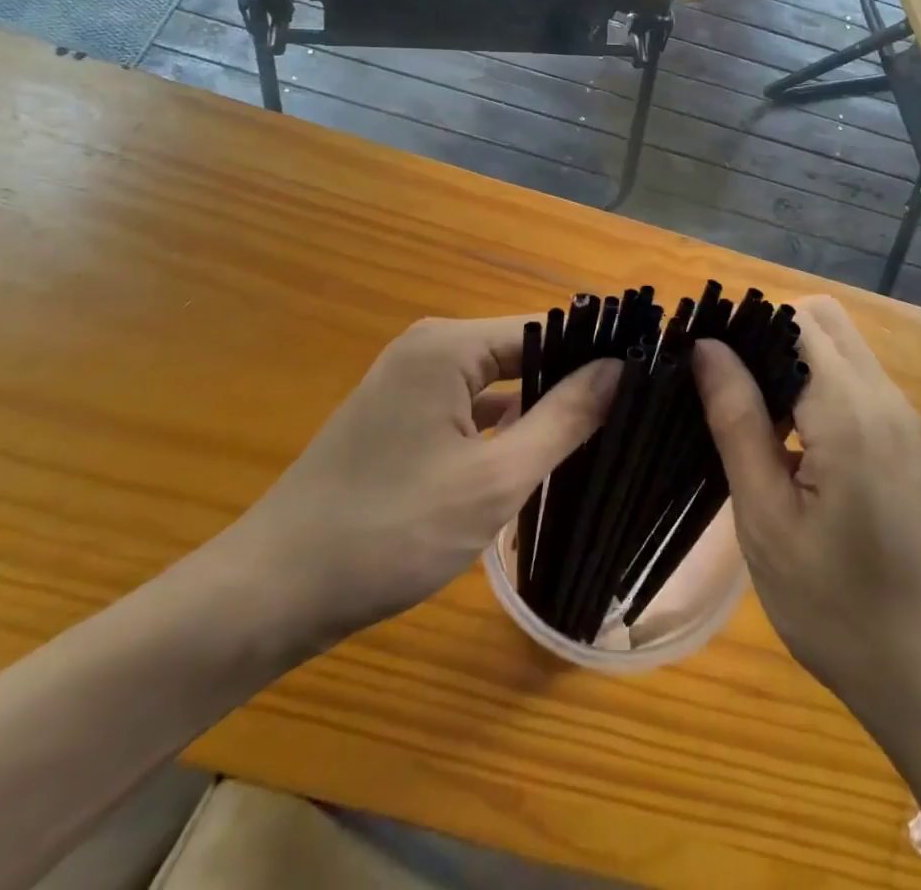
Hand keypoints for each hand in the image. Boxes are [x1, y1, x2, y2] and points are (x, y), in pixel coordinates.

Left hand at [217, 317, 618, 657]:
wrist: (274, 590)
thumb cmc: (390, 531)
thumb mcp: (493, 481)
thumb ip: (563, 419)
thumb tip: (619, 370)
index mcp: (449, 346)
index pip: (545, 329)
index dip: (595, 354)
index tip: (646, 382)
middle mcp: (429, 349)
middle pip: (521, 353)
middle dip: (571, 384)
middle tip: (632, 417)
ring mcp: (410, 383)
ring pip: (496, 385)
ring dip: (538, 410)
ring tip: (603, 435)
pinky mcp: (401, 416)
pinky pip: (469, 408)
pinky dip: (503, 429)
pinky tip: (541, 456)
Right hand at [692, 296, 920, 724]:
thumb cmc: (843, 612)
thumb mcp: (769, 521)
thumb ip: (737, 422)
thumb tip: (707, 348)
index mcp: (850, 411)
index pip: (794, 319)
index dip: (744, 326)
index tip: (700, 360)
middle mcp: (885, 399)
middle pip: (822, 320)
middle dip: (768, 334)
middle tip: (723, 387)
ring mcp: (904, 422)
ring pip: (840, 350)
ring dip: (791, 362)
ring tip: (745, 415)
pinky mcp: (908, 447)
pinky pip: (855, 385)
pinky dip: (815, 389)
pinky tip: (786, 445)